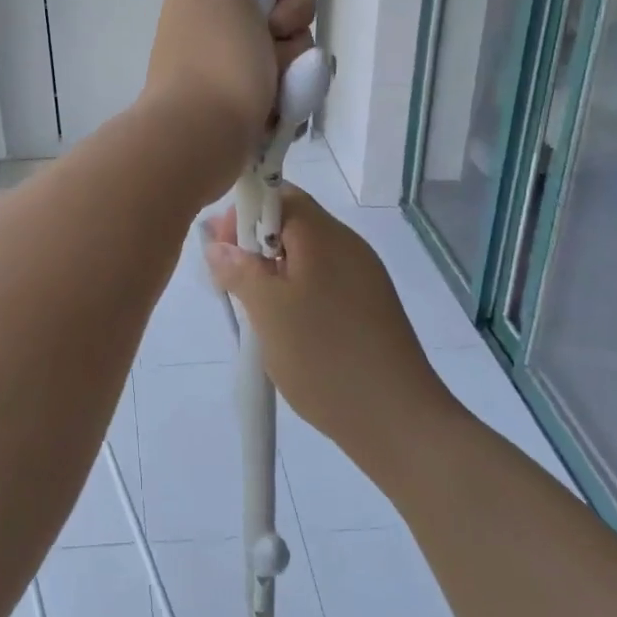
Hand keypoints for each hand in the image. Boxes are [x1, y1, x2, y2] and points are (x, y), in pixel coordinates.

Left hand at [142, 0, 315, 192]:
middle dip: (292, 36)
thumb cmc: (217, 60)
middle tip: (273, 54)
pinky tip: (277, 114)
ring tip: (274, 94)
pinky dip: (285, 101)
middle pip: (281, 16)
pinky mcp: (235, 105)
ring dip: (292, 72)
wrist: (200, 137)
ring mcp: (222, 70)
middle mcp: (209, 29)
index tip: (274, 14)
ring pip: (287, 56)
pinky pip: (280, 92)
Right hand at [203, 187, 456, 466]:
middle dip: (254, 244)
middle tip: (231, 282)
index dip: (243, 212)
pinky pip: (323, 280)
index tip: (222, 248)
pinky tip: (286, 326)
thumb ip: (239, 270)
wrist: (400, 423)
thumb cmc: (325, 358)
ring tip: (254, 308)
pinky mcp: (370, 306)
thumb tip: (217, 244)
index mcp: (325, 236)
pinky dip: (296, 291)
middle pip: (292, 222)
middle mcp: (348, 246)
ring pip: (306, 254)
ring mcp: (363, 276)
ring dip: (273, 270)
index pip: (279, 193)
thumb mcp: (268, 311)